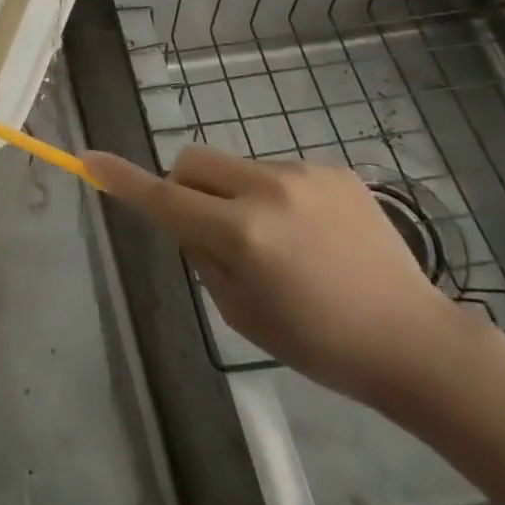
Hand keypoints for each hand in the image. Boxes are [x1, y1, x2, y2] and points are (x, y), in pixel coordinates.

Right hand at [82, 144, 477, 408]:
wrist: (416, 342)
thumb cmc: (321, 344)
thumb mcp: (242, 315)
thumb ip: (203, 257)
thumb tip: (188, 219)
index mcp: (242, 234)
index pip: (164, 198)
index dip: (122, 180)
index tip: (88, 159)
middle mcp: (266, 190)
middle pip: (192, 161)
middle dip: (185, 186)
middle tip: (209, 229)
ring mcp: (303, 174)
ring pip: (235, 167)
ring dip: (234, 194)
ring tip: (281, 242)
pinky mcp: (332, 170)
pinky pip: (276, 172)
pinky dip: (274, 197)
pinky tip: (313, 236)